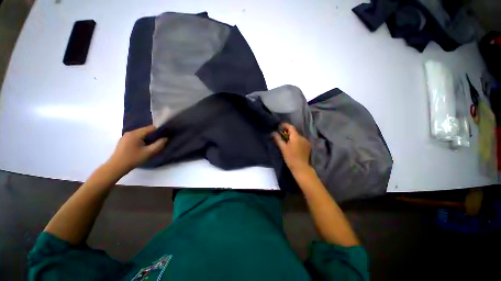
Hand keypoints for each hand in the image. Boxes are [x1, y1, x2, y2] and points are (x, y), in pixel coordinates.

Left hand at [107, 125, 167, 174]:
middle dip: (154, 134)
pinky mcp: (124, 141)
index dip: (159, 130)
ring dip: (148, 137)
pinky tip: (144, 146)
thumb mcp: (149, 152)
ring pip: (141, 134)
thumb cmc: (133, 159)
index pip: (151, 128)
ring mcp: (126, 136)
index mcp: (136, 134)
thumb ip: (159, 144)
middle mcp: (130, 132)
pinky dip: (142, 139)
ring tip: (153, 144)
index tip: (165, 135)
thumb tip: (166, 138)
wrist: (116, 167)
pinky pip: (136, 137)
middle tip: (160, 141)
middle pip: (146, 130)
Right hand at [272, 123, 311, 172]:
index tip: (279, 126)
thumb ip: (278, 139)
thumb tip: (273, 133)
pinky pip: (301, 141)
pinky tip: (293, 146)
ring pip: (297, 136)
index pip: (291, 127)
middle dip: (287, 132)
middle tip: (281, 135)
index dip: (285, 125)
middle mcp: (302, 137)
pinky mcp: (308, 146)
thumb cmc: (290, 157)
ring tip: (286, 142)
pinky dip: (296, 141)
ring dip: (292, 137)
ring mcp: (306, 142)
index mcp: (296, 137)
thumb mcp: (283, 148)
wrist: (301, 167)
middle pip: (294, 132)